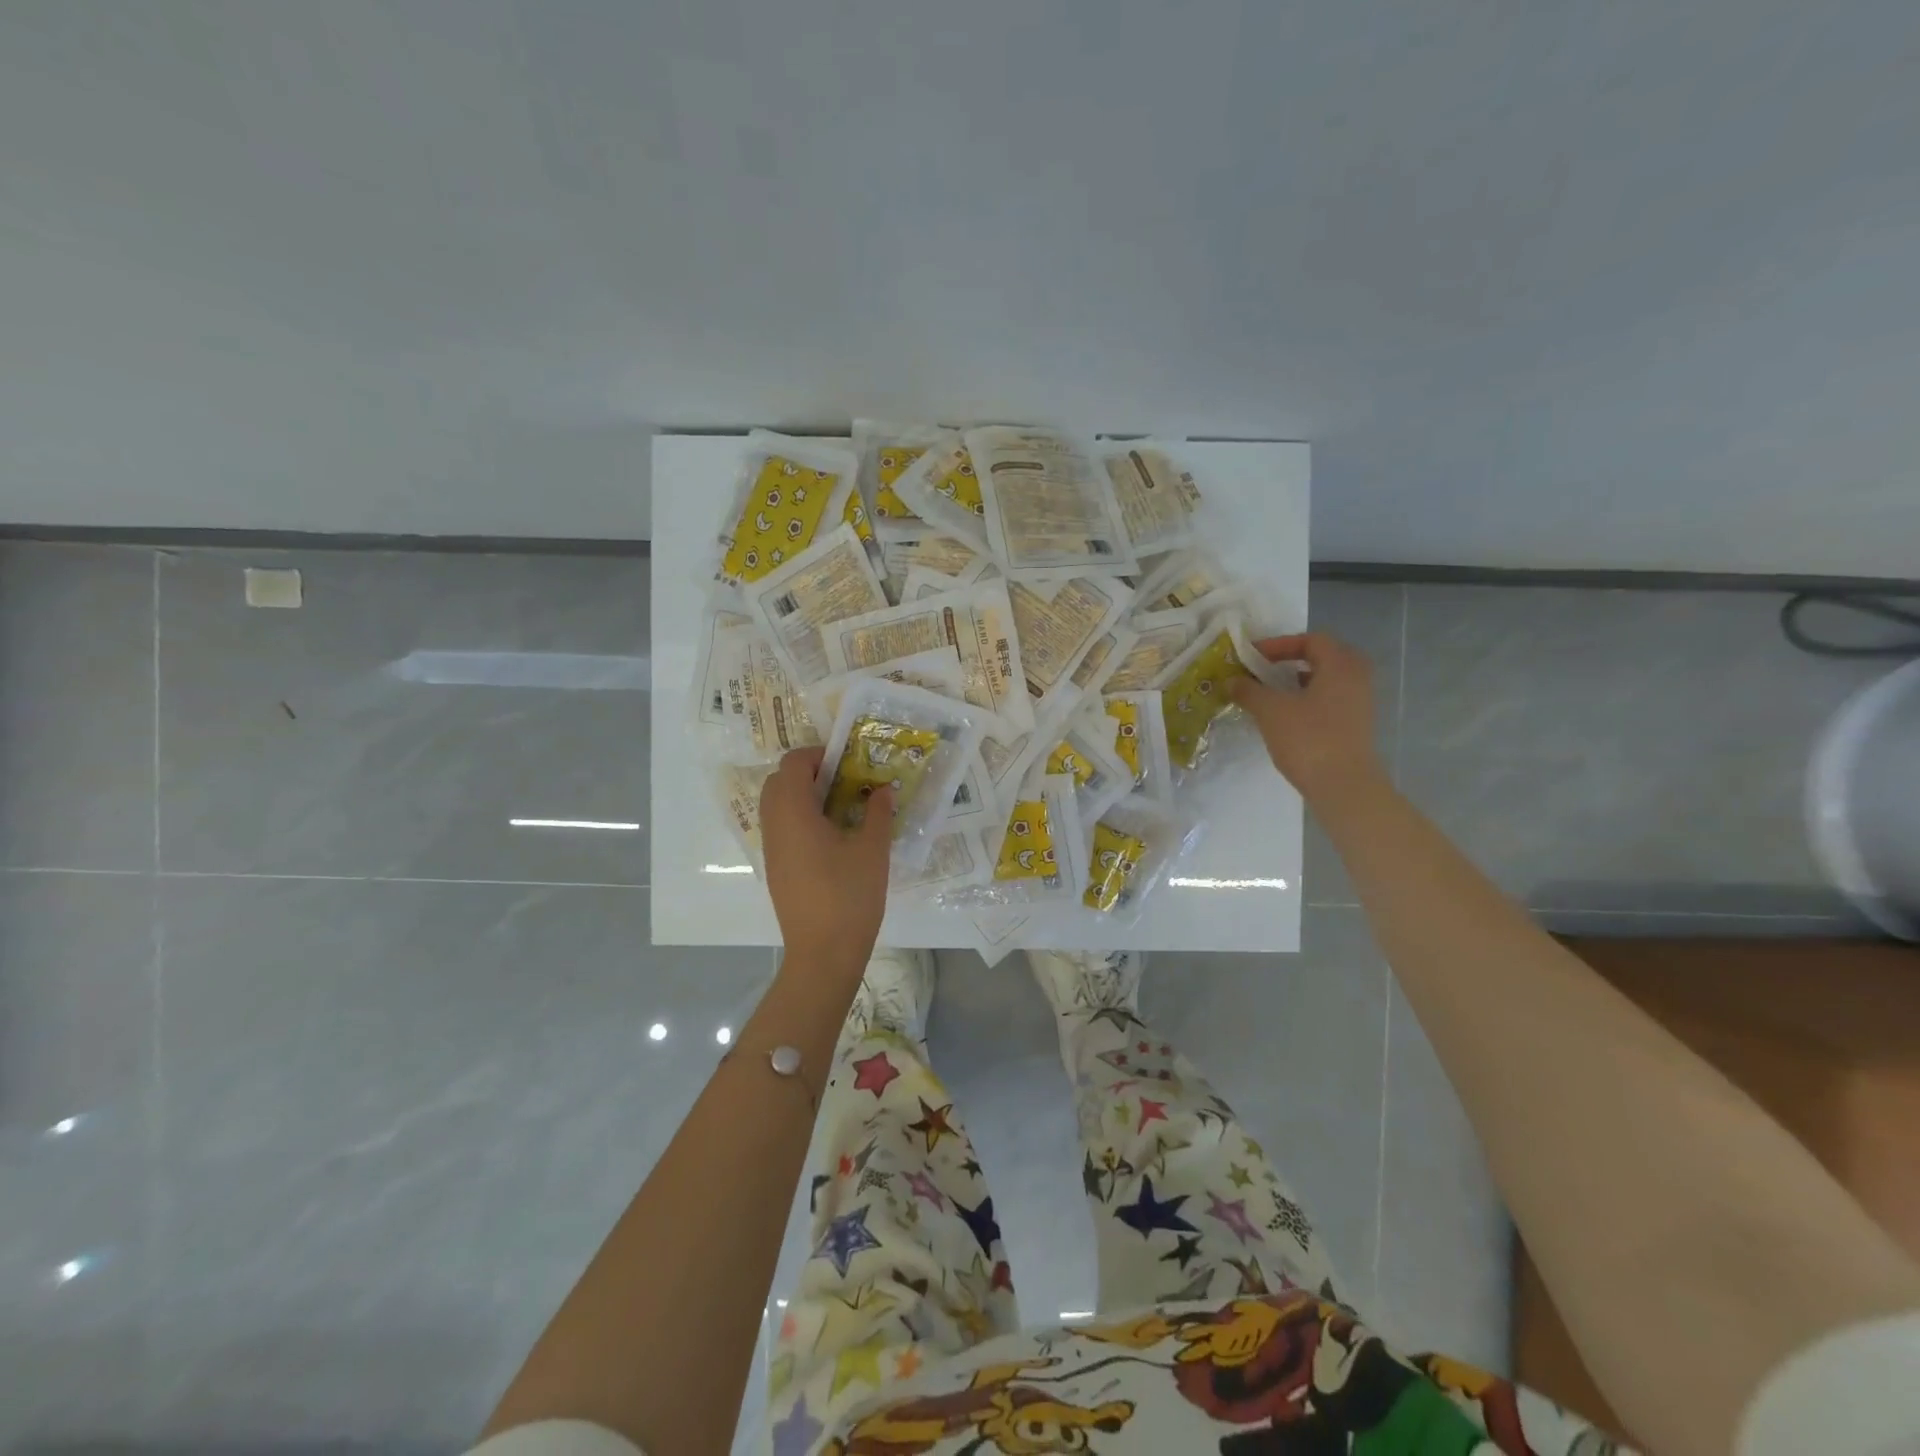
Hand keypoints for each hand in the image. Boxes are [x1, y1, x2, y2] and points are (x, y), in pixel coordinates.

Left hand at [759, 747, 892, 969]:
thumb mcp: (872, 850)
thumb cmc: (850, 897)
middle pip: (778, 781)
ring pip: (776, 806)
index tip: (848, 762)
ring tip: (840, 808)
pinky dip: (799, 818)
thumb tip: (883, 789)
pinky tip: (831, 836)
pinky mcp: (775, 869)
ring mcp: (771, 849)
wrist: (823, 954)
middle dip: (808, 773)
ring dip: (802, 796)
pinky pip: (780, 828)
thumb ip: (878, 813)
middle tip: (843, 782)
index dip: (818, 755)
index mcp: (794, 813)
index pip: (793, 764)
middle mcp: (774, 826)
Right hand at [1229, 633, 1387, 808]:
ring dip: (1299, 682)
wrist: (1344, 786)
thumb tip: (1232, 680)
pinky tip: (1286, 717)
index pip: (1312, 640)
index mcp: (1340, 666)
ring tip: (1271, 693)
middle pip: (1325, 657)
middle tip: (1267, 669)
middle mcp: (1356, 679)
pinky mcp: (1355, 726)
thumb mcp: (1271, 711)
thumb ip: (1250, 691)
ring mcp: (1359, 704)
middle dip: (1294, 660)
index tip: (1253, 657)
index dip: (1280, 644)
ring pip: (1328, 681)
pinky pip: (1330, 701)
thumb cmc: (1309, 739)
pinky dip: (1308, 700)